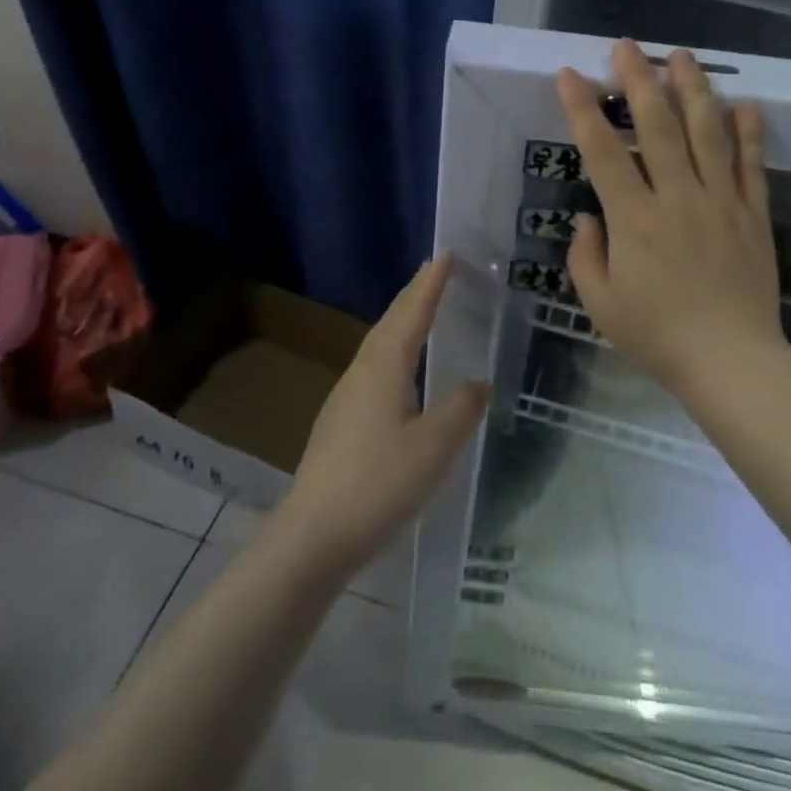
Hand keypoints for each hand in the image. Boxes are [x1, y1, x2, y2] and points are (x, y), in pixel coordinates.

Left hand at [276, 255, 487, 576]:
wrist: (313, 537)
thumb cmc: (379, 483)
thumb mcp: (435, 446)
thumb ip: (462, 408)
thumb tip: (478, 382)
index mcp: (384, 366)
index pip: (413, 311)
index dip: (431, 282)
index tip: (447, 253)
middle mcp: (362, 372)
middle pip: (391, 322)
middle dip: (415, 295)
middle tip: (436, 272)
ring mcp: (346, 398)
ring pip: (380, 347)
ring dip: (403, 323)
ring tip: (423, 313)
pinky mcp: (341, 424)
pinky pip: (375, 370)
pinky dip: (395, 354)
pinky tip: (402, 375)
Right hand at [557, 40, 784, 392]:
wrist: (731, 362)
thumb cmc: (658, 336)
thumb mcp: (601, 304)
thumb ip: (586, 255)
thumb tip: (588, 214)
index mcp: (634, 219)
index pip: (603, 152)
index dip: (583, 110)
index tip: (570, 75)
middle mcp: (677, 197)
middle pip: (658, 126)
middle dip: (639, 80)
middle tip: (628, 46)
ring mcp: (720, 201)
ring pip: (707, 133)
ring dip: (693, 90)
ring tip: (682, 56)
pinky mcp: (753, 214)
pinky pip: (752, 164)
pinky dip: (749, 131)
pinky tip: (744, 103)